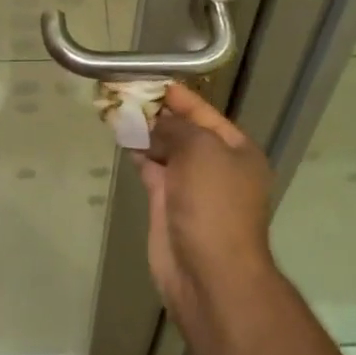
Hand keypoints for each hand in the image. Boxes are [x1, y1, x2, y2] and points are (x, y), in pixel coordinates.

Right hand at [136, 84, 277, 329]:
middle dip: (158, 112)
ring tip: (118, 109)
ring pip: (165, 149)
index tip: (150, 80)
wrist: (210, 275)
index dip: (178, 96)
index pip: (205, 113)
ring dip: (145, 131)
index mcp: (237, 150)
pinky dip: (139, 152)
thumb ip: (176, 128)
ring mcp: (192, 187)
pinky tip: (122, 136)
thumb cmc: (214, 204)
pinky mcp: (168, 205)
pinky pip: (152, 169)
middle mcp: (217, 166)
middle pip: (184, 130)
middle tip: (126, 92)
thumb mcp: (201, 150)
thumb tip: (155, 121)